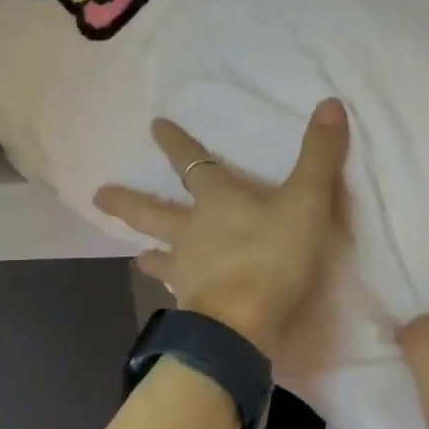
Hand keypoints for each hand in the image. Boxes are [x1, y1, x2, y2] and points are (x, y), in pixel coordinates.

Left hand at [92, 99, 349, 358]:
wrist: (242, 324)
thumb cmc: (272, 257)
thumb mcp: (305, 201)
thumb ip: (318, 156)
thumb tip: (330, 104)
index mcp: (217, 201)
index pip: (192, 163)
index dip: (176, 143)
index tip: (154, 126)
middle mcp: (192, 232)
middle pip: (153, 212)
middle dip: (128, 201)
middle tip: (98, 196)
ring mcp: (186, 271)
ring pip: (160, 256)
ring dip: (148, 254)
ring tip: (136, 256)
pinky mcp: (191, 306)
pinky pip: (176, 295)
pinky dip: (172, 292)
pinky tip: (172, 300)